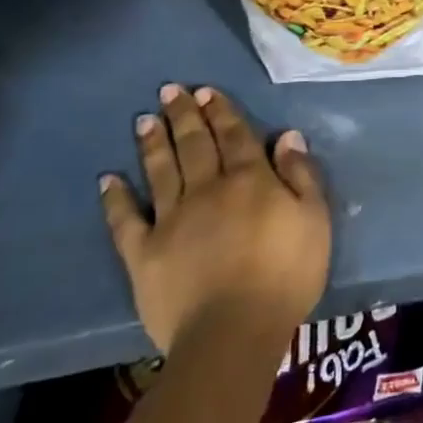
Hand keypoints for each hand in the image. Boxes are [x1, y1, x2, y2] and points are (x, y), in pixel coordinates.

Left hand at [101, 84, 330, 353]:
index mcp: (250, 180)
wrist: (233, 331)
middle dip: (184, 116)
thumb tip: (286, 136)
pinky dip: (115, 199)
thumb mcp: (315, 219)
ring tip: (145, 119)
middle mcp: (208, 189)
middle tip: (171, 90)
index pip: (235, 136)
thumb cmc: (287, 274)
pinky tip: (107, 180)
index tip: (207, 91)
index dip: (222, 111)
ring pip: (161, 172)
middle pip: (195, 145)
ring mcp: (171, 220)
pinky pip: (125, 220)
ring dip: (153, 144)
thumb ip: (301, 175)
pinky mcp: (143, 254)